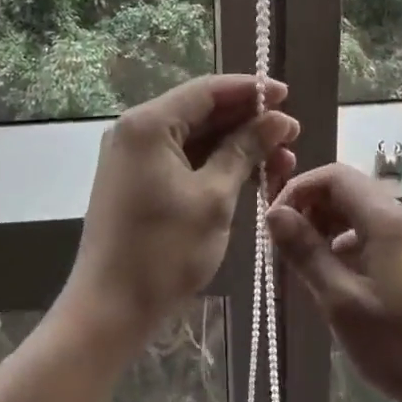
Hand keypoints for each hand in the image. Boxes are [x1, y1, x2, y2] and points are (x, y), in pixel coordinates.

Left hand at [61, 75, 298, 347]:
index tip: (288, 96)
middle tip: (293, 136)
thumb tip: (278, 119)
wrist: (109, 311)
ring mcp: (134, 157)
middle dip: (249, 122)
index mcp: (148, 123)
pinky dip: (216, 165)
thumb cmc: (164, 251)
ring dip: (237, 146)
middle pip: (201, 112)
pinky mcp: (137, 181)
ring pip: (195, 137)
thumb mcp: (214, 197)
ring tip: (282, 162)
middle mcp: (136, 130)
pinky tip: (251, 176)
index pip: (207, 90)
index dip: (251, 90)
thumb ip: (246, 150)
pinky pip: (183, 159)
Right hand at [267, 163, 401, 401]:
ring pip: (357, 210)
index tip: (273, 221)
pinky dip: (344, 241)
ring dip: (325, 225)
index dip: (298, 189)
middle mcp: (400, 216)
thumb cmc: (397, 344)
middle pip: (346, 189)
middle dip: (310, 207)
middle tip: (283, 243)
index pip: (334, 176)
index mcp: (385, 219)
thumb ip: (306, 252)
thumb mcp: (341, 300)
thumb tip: (273, 213)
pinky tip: (333, 274)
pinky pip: (370, 231)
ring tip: (303, 260)